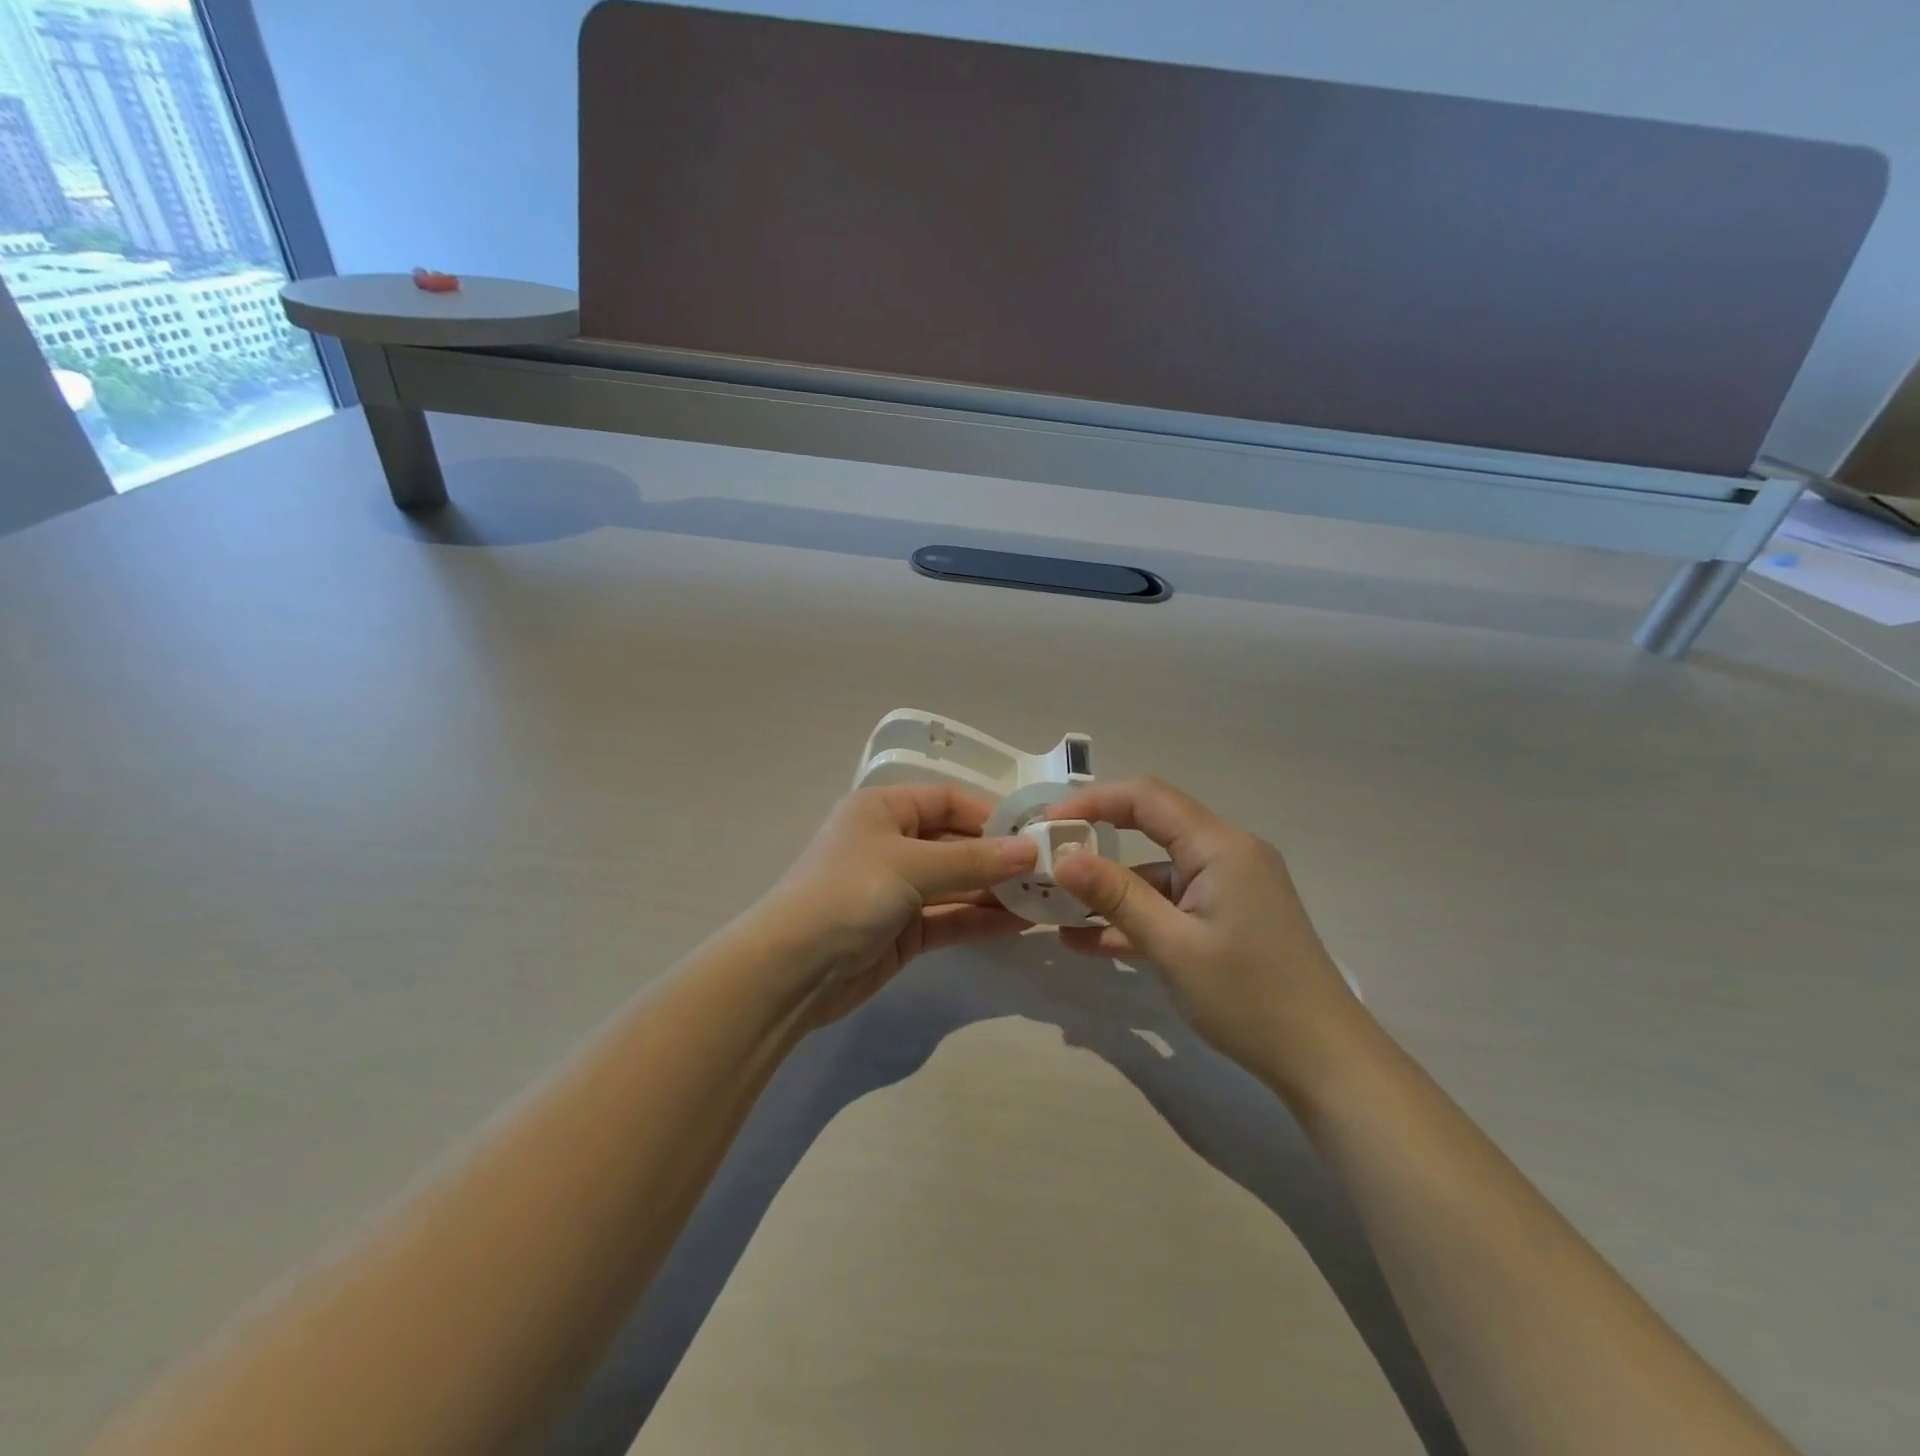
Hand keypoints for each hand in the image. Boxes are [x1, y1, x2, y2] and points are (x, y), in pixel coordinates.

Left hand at [751, 784, 1037, 1027]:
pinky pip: (950, 918)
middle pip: (956, 843)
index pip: (948, 801)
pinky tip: (1020, 924)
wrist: (791, 971)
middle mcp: (892, 843)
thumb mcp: (910, 866)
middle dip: (999, 857)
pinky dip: (981, 920)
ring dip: (996, 891)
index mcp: (883, 809)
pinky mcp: (904, 931)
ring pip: (957, 884)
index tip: (1034, 834)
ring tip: (1045, 898)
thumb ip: (973, 860)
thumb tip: (1030, 850)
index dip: (990, 815)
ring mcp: (899, 890)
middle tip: (1050, 871)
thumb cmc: (847, 894)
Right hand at [1045, 778, 1368, 1097]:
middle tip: (1048, 857)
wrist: (1325, 1061)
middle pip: (1151, 828)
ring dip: (1112, 888)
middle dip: (1097, 840)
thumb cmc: (1249, 997)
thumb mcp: (1172, 946)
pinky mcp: (1228, 917)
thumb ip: (1115, 896)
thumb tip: (1061, 857)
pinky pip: (1173, 903)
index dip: (1093, 801)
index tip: (1047, 822)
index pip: (1147, 798)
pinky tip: (1089, 940)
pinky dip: (1137, 915)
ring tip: (1056, 906)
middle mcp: (1228, 854)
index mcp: (1221, 846)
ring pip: (1158, 871)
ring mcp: (1230, 887)